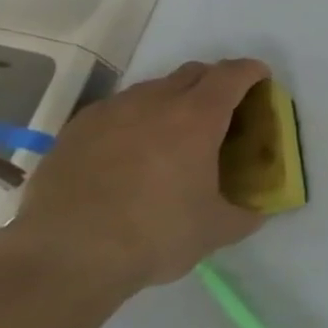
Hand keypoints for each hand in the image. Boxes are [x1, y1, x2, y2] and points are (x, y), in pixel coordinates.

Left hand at [0, 58, 270, 296]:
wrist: (65, 256)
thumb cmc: (155, 235)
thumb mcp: (217, 230)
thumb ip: (247, 213)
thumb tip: (260, 210)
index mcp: (197, 118)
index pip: (232, 75)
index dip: (252, 72)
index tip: (262, 80)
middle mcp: (154, 102)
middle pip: (193, 72)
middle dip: (215, 82)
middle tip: (224, 111)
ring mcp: (110, 112)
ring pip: (153, 88)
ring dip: (174, 99)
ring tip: (176, 134)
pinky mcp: (76, 129)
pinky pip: (118, 109)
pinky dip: (136, 118)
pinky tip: (132, 151)